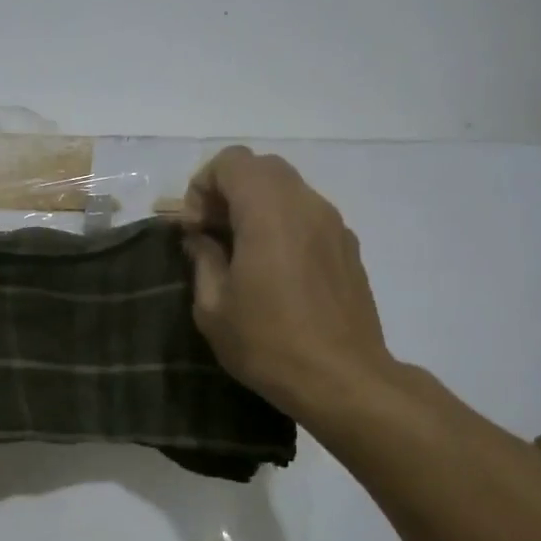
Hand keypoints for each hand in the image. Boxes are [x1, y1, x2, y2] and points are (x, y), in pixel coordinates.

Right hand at [180, 146, 391, 422]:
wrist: (342, 379)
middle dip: (227, 191)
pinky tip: (272, 270)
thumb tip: (201, 238)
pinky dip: (280, 223)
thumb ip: (203, 259)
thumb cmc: (267, 343)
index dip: (202, 186)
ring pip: (287, 189)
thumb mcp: (213, 307)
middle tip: (211, 234)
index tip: (194, 229)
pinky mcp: (347, 246)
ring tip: (240, 253)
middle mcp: (306, 205)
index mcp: (268, 213)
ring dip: (255, 207)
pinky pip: (306, 214)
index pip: (232, 162)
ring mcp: (333, 224)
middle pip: (261, 168)